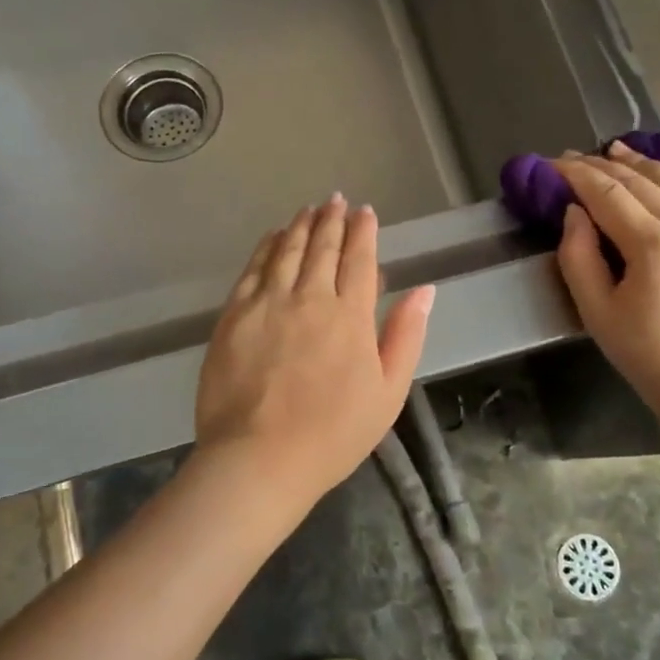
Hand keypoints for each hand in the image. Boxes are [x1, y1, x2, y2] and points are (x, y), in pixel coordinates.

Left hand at [193, 196, 434, 513]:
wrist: (258, 459)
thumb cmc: (332, 434)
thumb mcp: (388, 392)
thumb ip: (406, 335)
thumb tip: (425, 289)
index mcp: (351, 316)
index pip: (360, 260)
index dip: (364, 232)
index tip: (365, 212)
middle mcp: (310, 297)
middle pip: (323, 247)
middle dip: (332, 219)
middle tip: (336, 200)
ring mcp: (268, 302)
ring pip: (288, 250)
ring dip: (301, 225)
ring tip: (309, 208)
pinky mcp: (234, 314)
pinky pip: (254, 268)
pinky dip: (267, 246)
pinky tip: (274, 236)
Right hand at [554, 142, 659, 425]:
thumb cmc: (651, 358)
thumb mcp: (598, 313)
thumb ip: (578, 256)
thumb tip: (574, 212)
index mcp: (654, 244)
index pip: (607, 193)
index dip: (577, 174)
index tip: (554, 163)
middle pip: (642, 181)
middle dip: (604, 165)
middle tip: (577, 157)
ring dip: (646, 162)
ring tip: (619, 150)